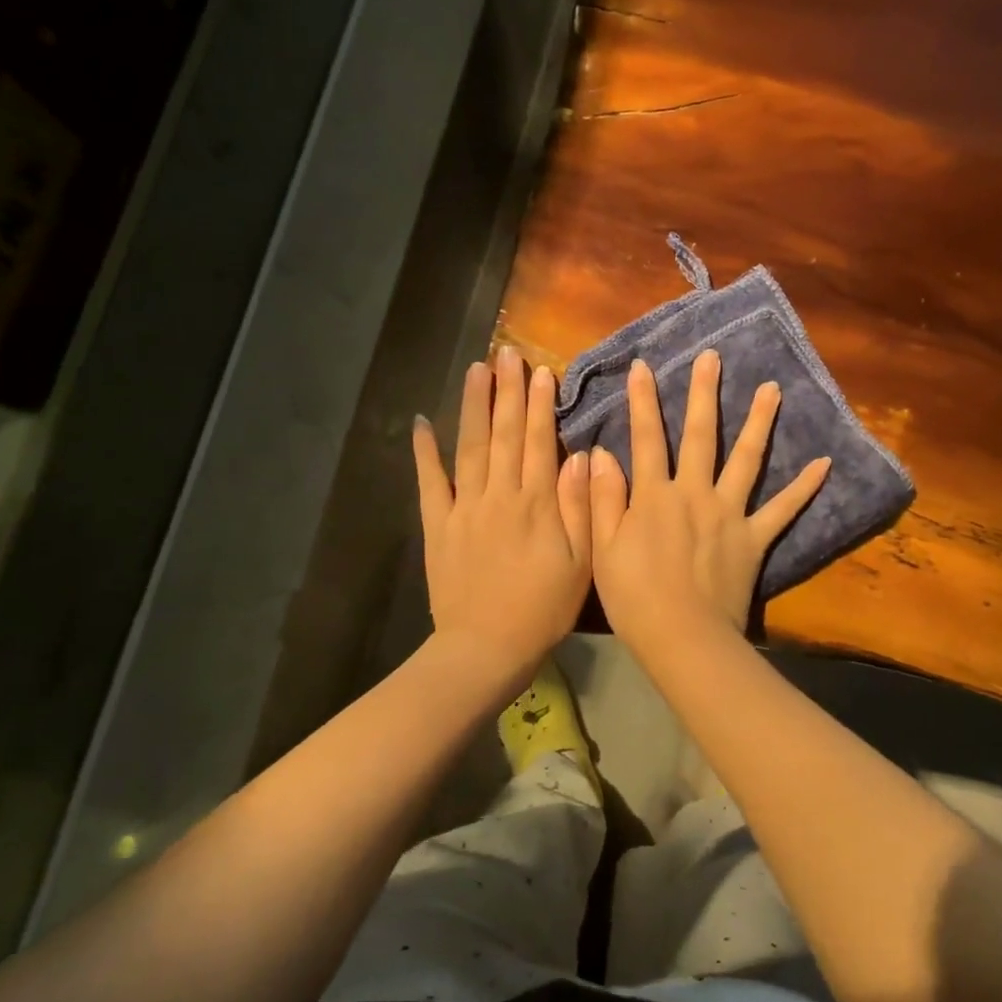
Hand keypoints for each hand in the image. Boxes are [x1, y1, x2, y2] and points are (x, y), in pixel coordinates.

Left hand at [413, 346, 591, 681]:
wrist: (486, 647)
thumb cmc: (543, 608)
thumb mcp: (580, 562)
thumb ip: (580, 507)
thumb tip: (580, 457)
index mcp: (537, 503)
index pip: (539, 442)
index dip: (540, 405)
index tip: (541, 371)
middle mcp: (499, 495)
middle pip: (504, 434)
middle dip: (508, 391)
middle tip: (507, 353)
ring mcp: (464, 508)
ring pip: (470, 447)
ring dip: (474, 406)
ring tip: (477, 370)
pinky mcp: (439, 525)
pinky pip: (430, 483)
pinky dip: (425, 453)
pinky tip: (421, 424)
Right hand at [590, 350, 828, 649]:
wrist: (684, 639)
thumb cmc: (635, 599)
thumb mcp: (604, 549)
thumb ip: (603, 499)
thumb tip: (601, 453)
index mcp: (654, 496)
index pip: (646, 438)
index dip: (644, 401)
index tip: (645, 366)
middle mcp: (694, 493)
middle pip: (701, 435)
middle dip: (704, 393)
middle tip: (713, 357)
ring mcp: (729, 514)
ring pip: (746, 459)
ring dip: (759, 422)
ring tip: (773, 389)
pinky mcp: (754, 538)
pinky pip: (783, 510)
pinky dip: (804, 487)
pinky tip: (824, 463)